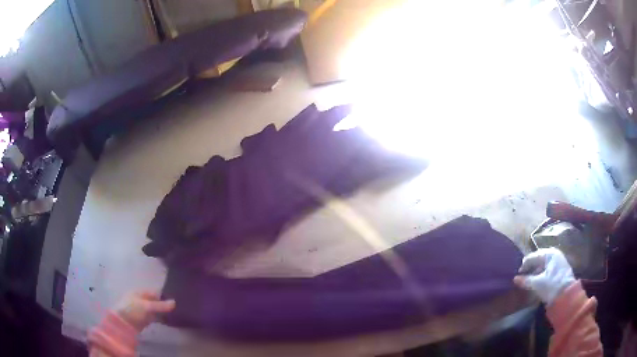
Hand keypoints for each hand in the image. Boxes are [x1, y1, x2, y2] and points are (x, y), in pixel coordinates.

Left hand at [116, 291, 175, 330]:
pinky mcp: (144, 319)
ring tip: (176, 315)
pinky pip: (155, 317)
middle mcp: (142, 300)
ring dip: (163, 312)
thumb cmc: (133, 310)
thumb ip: (160, 305)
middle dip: (165, 305)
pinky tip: (168, 321)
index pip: (155, 293)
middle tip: (178, 309)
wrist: (123, 323)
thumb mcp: (147, 306)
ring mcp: (143, 310)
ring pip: (156, 310)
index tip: (176, 301)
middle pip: (156, 301)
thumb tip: (175, 302)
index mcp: (141, 292)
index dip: (164, 296)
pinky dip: (161, 318)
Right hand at [513, 248, 574, 304]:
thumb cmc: (552, 285)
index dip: (525, 264)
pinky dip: (541, 274)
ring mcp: (559, 262)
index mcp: (550, 253)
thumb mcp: (537, 283)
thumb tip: (515, 279)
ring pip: (544, 265)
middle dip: (530, 267)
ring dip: (536, 271)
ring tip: (528, 280)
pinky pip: (548, 269)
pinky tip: (537, 281)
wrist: (567, 295)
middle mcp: (555, 255)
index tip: (517, 273)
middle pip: (539, 259)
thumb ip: (526, 280)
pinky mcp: (560, 271)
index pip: (534, 256)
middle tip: (522, 276)